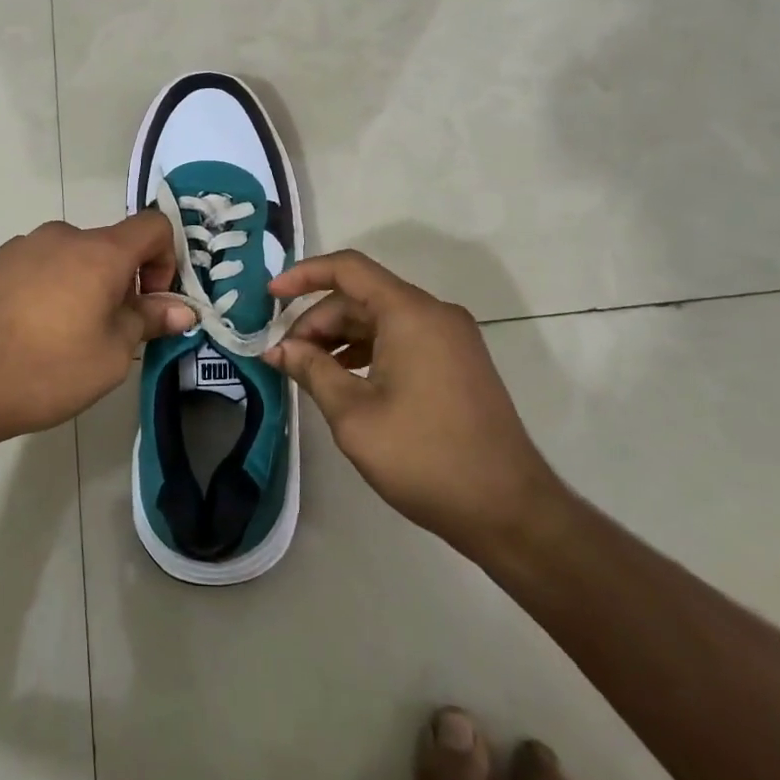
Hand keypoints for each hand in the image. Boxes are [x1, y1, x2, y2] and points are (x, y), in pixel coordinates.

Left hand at [0, 213, 194, 453]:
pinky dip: (47, 291)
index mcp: (99, 252)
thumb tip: (182, 308)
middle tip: (109, 333)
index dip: (166, 259)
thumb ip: (149, 322)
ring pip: (70, 259)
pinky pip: (35, 268)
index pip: (153, 226)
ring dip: (82, 287)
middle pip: (109, 246)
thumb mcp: (110, 356)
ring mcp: (19, 247)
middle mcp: (60, 236)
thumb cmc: (43, 370)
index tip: (151, 303)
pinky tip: (24, 335)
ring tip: (62, 340)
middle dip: (122, 282)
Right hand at [265, 251, 559, 554]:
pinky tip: (345, 381)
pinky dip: (367, 350)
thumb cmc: (425, 457)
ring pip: (381, 318)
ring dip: (340, 337)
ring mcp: (451, 338)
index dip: (303, 275)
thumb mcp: (354, 415)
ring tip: (309, 371)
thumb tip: (279, 348)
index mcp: (410, 313)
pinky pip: (402, 338)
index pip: (348, 268)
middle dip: (318, 320)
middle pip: (362, 296)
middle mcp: (434, 313)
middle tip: (285, 356)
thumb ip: (312, 371)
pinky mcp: (458, 362)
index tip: (269, 297)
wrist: (509, 510)